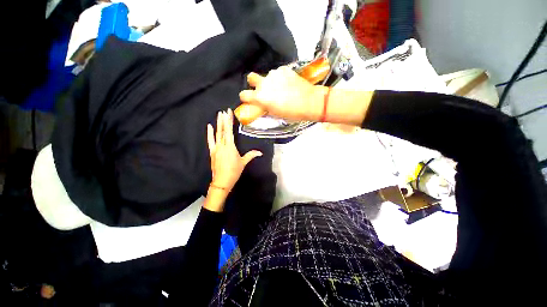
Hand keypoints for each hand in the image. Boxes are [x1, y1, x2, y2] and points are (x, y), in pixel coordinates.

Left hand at [207, 109, 262, 191]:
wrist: (222, 181)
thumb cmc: (234, 171)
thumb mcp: (243, 162)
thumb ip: (251, 155)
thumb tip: (260, 152)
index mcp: (230, 147)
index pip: (229, 131)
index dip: (229, 121)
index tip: (228, 112)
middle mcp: (222, 145)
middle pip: (223, 130)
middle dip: (223, 120)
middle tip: (224, 110)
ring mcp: (216, 148)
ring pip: (217, 134)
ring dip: (218, 124)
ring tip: (218, 115)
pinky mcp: (212, 152)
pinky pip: (210, 141)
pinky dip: (209, 133)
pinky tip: (209, 126)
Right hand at [239, 66, 325, 121]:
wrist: (309, 102)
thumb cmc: (291, 113)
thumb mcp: (275, 114)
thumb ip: (264, 107)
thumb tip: (261, 104)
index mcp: (260, 97)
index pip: (243, 94)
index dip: (246, 97)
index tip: (250, 99)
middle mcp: (264, 83)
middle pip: (250, 77)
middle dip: (254, 83)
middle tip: (263, 89)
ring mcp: (273, 74)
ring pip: (267, 76)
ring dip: (270, 81)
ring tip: (282, 88)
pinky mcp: (283, 69)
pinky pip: (278, 73)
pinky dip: (281, 78)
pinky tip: (289, 84)